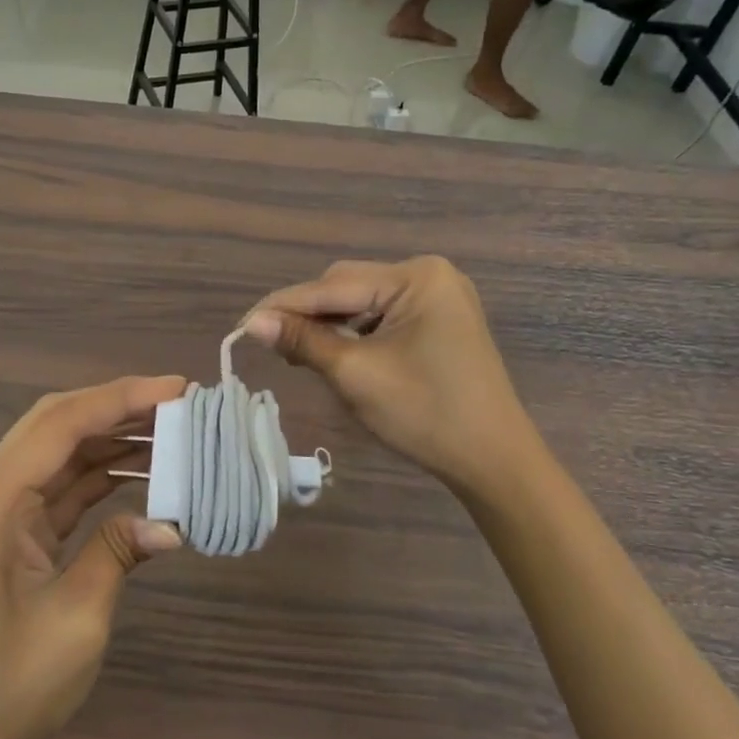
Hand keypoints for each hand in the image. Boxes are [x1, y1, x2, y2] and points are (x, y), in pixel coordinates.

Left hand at [0, 376, 187, 738]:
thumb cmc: (1, 695)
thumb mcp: (75, 623)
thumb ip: (118, 553)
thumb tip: (169, 522)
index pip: (60, 426)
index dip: (120, 398)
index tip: (177, 388)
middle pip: (54, 425)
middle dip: (116, 408)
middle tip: (179, 403)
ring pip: (55, 453)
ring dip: (109, 439)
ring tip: (171, 430)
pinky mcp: (0, 534)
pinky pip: (53, 488)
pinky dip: (95, 476)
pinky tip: (139, 470)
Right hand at [244, 257, 543, 507]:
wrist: (494, 462)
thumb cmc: (426, 414)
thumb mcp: (355, 374)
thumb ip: (303, 341)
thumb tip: (253, 323)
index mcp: (417, 277)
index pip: (334, 286)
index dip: (285, 305)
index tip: (243, 324)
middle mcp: (429, 275)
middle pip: (348, 288)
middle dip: (309, 315)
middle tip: (270, 343)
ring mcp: (438, 298)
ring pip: (362, 304)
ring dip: (329, 326)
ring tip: (297, 354)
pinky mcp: (439, 322)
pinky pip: (382, 318)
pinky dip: (355, 335)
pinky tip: (334, 354)